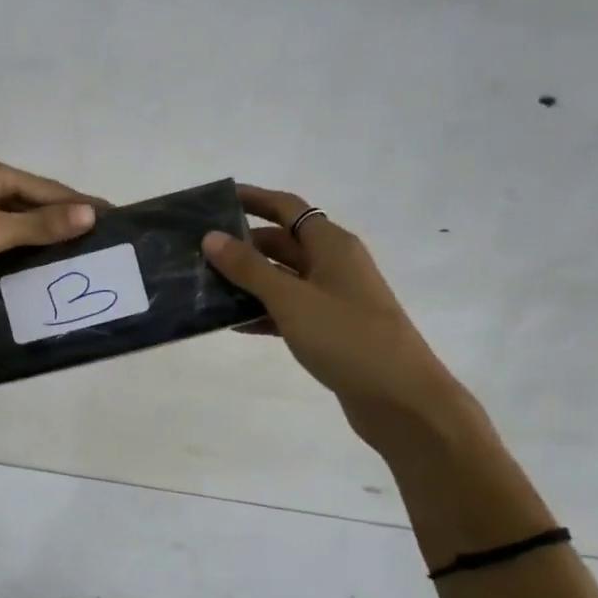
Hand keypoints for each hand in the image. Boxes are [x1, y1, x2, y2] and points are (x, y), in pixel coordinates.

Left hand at [0, 153, 100, 290]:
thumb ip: (36, 226)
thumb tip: (90, 214)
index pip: (48, 189)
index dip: (82, 205)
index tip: (114, 220)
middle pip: (27, 201)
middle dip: (58, 221)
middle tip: (90, 247)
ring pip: (3, 218)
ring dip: (30, 236)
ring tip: (58, 260)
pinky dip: (2, 246)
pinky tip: (11, 266)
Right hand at [203, 186, 467, 452]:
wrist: (400, 399)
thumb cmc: (347, 337)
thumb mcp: (291, 299)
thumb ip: (249, 268)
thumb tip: (211, 237)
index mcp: (331, 245)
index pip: (286, 208)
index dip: (253, 199)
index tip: (215, 200)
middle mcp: (334, 265)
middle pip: (281, 243)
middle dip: (242, 245)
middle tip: (197, 252)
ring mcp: (333, 299)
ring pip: (282, 279)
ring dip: (248, 281)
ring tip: (205, 287)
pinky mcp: (329, 330)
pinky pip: (288, 310)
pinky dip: (262, 313)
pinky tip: (233, 324)